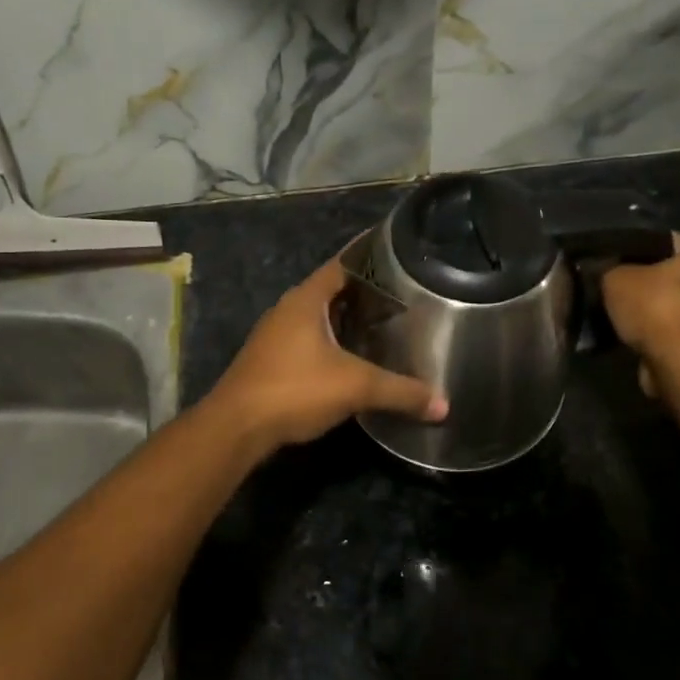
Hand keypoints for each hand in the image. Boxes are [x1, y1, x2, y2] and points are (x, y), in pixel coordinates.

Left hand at [207, 255, 448, 455]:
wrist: (236, 428)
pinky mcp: (269, 361)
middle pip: (330, 290)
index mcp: (305, 300)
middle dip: (363, 292)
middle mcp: (287, 310)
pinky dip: (331, 342)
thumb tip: (443, 404)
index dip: (368, 255)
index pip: (341, 264)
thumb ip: (401, 392)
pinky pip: (307, 340)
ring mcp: (274, 336)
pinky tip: (351, 358)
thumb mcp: (355, 387)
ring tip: (382, 323)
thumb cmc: (294, 390)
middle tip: (401, 294)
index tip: (396, 252)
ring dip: (345, 319)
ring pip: (317, 318)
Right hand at [601, 234, 679, 367]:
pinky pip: (671, 330)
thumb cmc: (656, 308)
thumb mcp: (616, 278)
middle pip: (669, 273)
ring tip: (614, 313)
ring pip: (670, 304)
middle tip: (608, 286)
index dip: (632, 246)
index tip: (608, 257)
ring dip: (647, 311)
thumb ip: (608, 269)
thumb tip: (601, 270)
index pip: (663, 239)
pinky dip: (653, 334)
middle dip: (642, 280)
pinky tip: (628, 336)